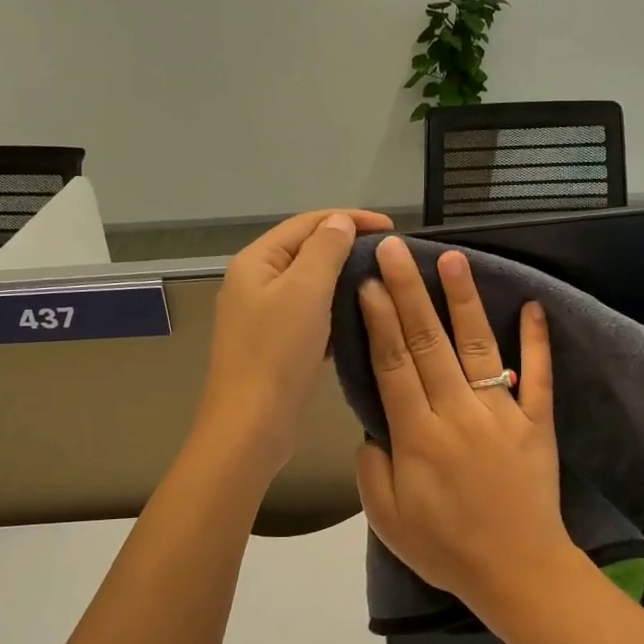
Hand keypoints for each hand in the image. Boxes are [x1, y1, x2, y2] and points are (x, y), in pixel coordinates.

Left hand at [197, 207, 392, 474]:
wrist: (251, 424)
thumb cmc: (277, 353)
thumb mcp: (305, 291)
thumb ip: (325, 250)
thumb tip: (339, 222)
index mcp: (255, 261)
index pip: (306, 223)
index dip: (349, 219)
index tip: (391, 228)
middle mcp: (253, 282)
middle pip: (305, 251)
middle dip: (346, 247)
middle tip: (388, 256)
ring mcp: (261, 316)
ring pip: (308, 286)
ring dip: (342, 280)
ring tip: (379, 283)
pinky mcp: (273, 345)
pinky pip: (308, 315)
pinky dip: (333, 311)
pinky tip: (358, 319)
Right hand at [355, 237, 576, 610]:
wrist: (517, 571)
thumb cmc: (446, 548)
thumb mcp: (387, 519)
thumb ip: (372, 467)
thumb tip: (373, 426)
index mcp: (418, 436)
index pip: (393, 365)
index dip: (379, 320)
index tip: (368, 282)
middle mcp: (457, 413)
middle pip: (428, 343)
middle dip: (408, 292)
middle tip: (394, 250)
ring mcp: (501, 414)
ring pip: (477, 347)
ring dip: (463, 301)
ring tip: (452, 259)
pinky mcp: (537, 422)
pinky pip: (538, 376)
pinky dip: (537, 341)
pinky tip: (533, 305)